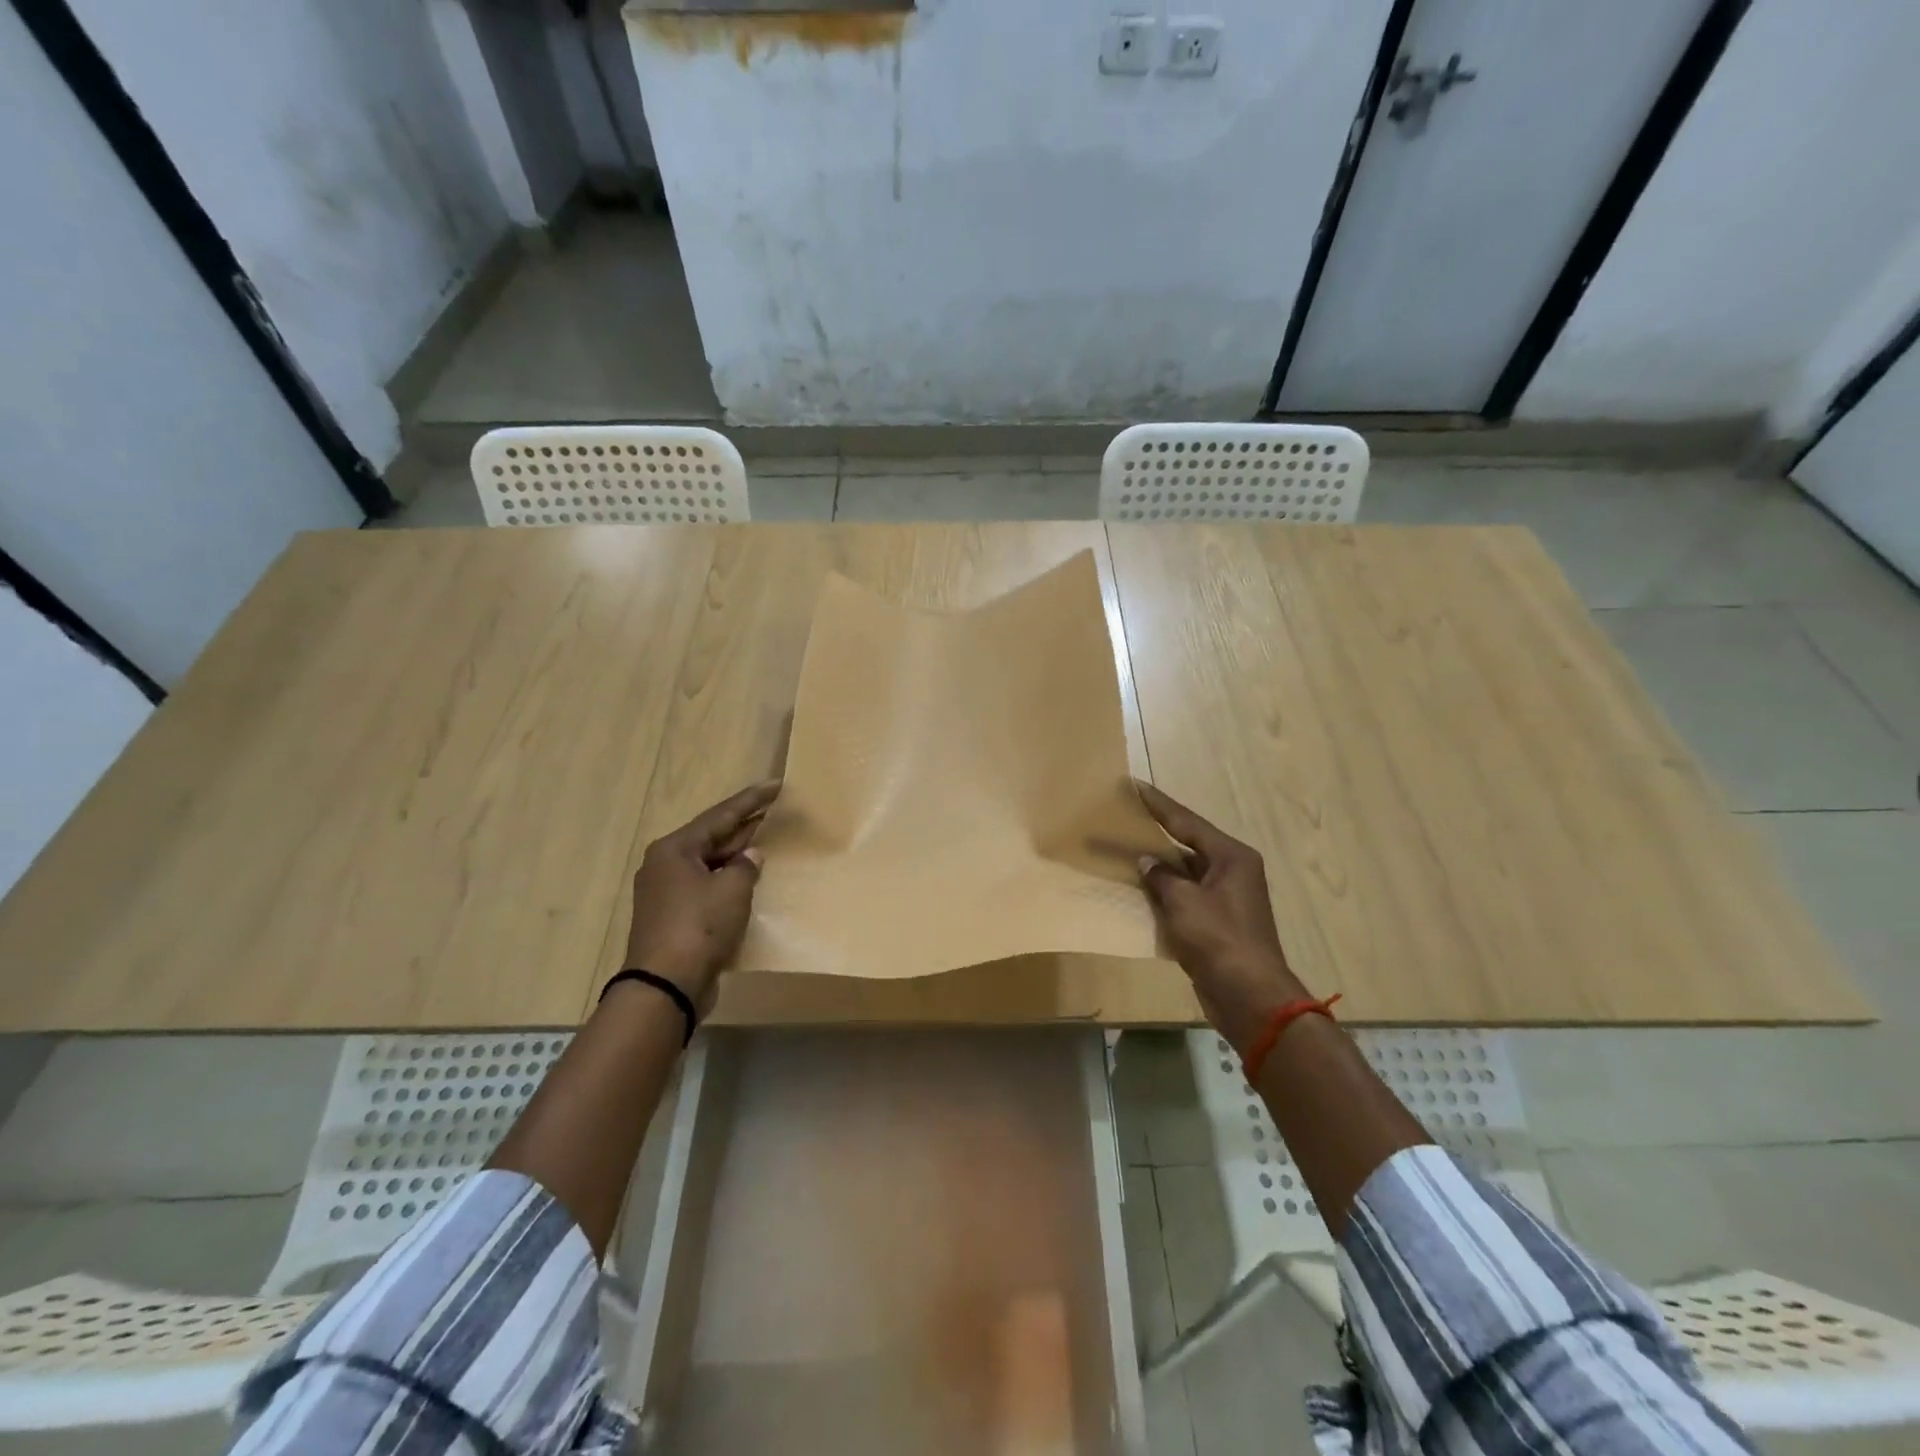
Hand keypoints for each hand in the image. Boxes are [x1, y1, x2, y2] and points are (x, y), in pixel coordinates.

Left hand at [624, 780, 779, 1010]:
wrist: (665, 986)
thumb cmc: (699, 927)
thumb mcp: (732, 890)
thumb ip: (746, 866)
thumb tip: (750, 856)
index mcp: (675, 849)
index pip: (720, 815)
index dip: (751, 800)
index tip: (775, 785)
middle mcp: (665, 865)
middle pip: (712, 838)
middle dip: (744, 826)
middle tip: (775, 810)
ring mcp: (667, 893)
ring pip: (709, 864)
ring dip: (736, 855)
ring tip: (767, 841)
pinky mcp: (674, 918)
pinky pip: (707, 888)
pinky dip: (728, 881)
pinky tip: (750, 880)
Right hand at [1136, 781, 1309, 1054]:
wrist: (1249, 996)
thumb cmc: (1219, 939)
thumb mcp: (1184, 902)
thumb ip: (1161, 877)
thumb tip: (1147, 862)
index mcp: (1231, 857)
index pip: (1187, 822)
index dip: (1159, 804)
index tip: (1135, 786)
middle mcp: (1232, 871)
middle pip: (1187, 845)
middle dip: (1156, 834)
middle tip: (1126, 817)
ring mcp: (1226, 898)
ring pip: (1184, 873)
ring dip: (1158, 868)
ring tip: (1125, 851)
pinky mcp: (1217, 923)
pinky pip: (1185, 898)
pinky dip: (1164, 895)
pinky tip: (1138, 891)